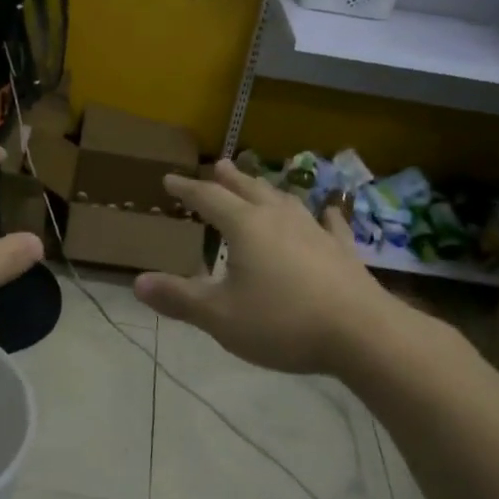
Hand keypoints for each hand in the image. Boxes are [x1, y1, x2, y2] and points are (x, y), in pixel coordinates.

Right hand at [133, 159, 416, 376]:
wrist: (361, 333)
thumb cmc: (282, 322)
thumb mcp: (220, 316)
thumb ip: (179, 298)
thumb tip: (137, 282)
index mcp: (245, 227)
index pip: (208, 198)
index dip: (187, 188)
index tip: (169, 179)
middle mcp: (278, 218)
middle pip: (248, 189)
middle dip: (228, 178)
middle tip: (216, 165)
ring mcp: (314, 231)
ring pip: (285, 200)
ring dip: (267, 189)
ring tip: (259, 183)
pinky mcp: (342, 251)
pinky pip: (330, 225)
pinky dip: (325, 215)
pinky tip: (329, 210)